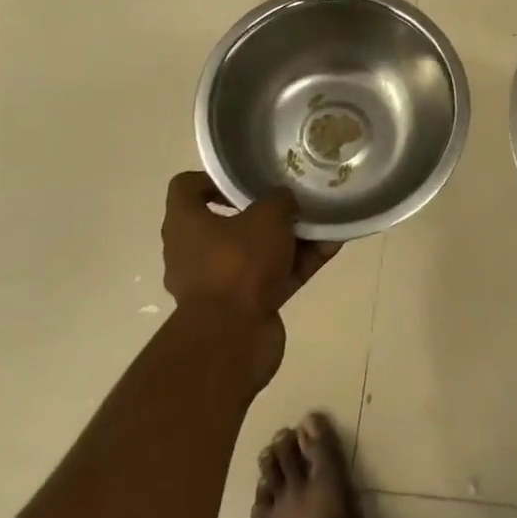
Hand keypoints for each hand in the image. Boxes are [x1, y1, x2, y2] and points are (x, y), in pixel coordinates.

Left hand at [162, 172, 339, 384]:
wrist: (233, 340)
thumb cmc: (238, 263)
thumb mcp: (267, 216)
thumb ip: (279, 200)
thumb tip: (285, 200)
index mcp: (185, 224)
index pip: (187, 187)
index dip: (214, 178)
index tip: (246, 177)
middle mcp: (195, 252)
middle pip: (229, 220)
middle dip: (265, 210)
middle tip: (292, 197)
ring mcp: (220, 282)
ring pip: (258, 250)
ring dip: (290, 238)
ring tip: (323, 220)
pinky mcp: (244, 306)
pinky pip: (275, 276)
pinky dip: (300, 263)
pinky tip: (332, 246)